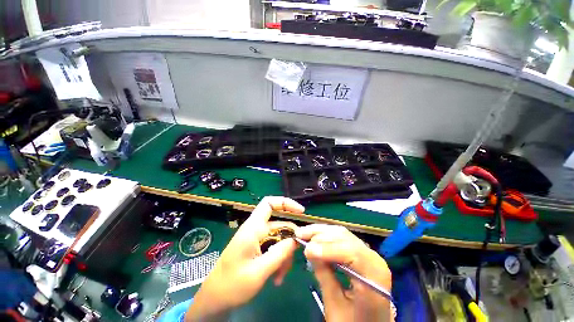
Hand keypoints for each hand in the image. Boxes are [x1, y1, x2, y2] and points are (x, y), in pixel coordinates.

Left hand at [185, 197, 304, 321]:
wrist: (215, 300)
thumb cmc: (232, 285)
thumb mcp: (259, 271)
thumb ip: (280, 253)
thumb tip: (296, 240)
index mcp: (253, 228)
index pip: (269, 203)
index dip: (285, 203)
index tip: (301, 212)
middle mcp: (256, 229)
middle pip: (280, 225)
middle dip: (289, 242)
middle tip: (291, 262)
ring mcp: (257, 239)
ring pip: (279, 239)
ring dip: (284, 256)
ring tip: (280, 276)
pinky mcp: (257, 248)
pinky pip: (274, 248)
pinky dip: (279, 261)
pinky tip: (276, 278)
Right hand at [297, 224, 392, 321]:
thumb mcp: (336, 306)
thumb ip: (324, 276)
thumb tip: (309, 250)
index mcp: (374, 275)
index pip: (351, 252)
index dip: (327, 248)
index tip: (306, 250)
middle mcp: (374, 258)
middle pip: (345, 237)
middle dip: (320, 235)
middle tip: (300, 235)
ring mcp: (368, 252)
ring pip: (342, 233)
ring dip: (321, 232)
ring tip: (303, 233)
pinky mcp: (360, 251)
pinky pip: (342, 237)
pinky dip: (326, 235)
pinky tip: (314, 236)